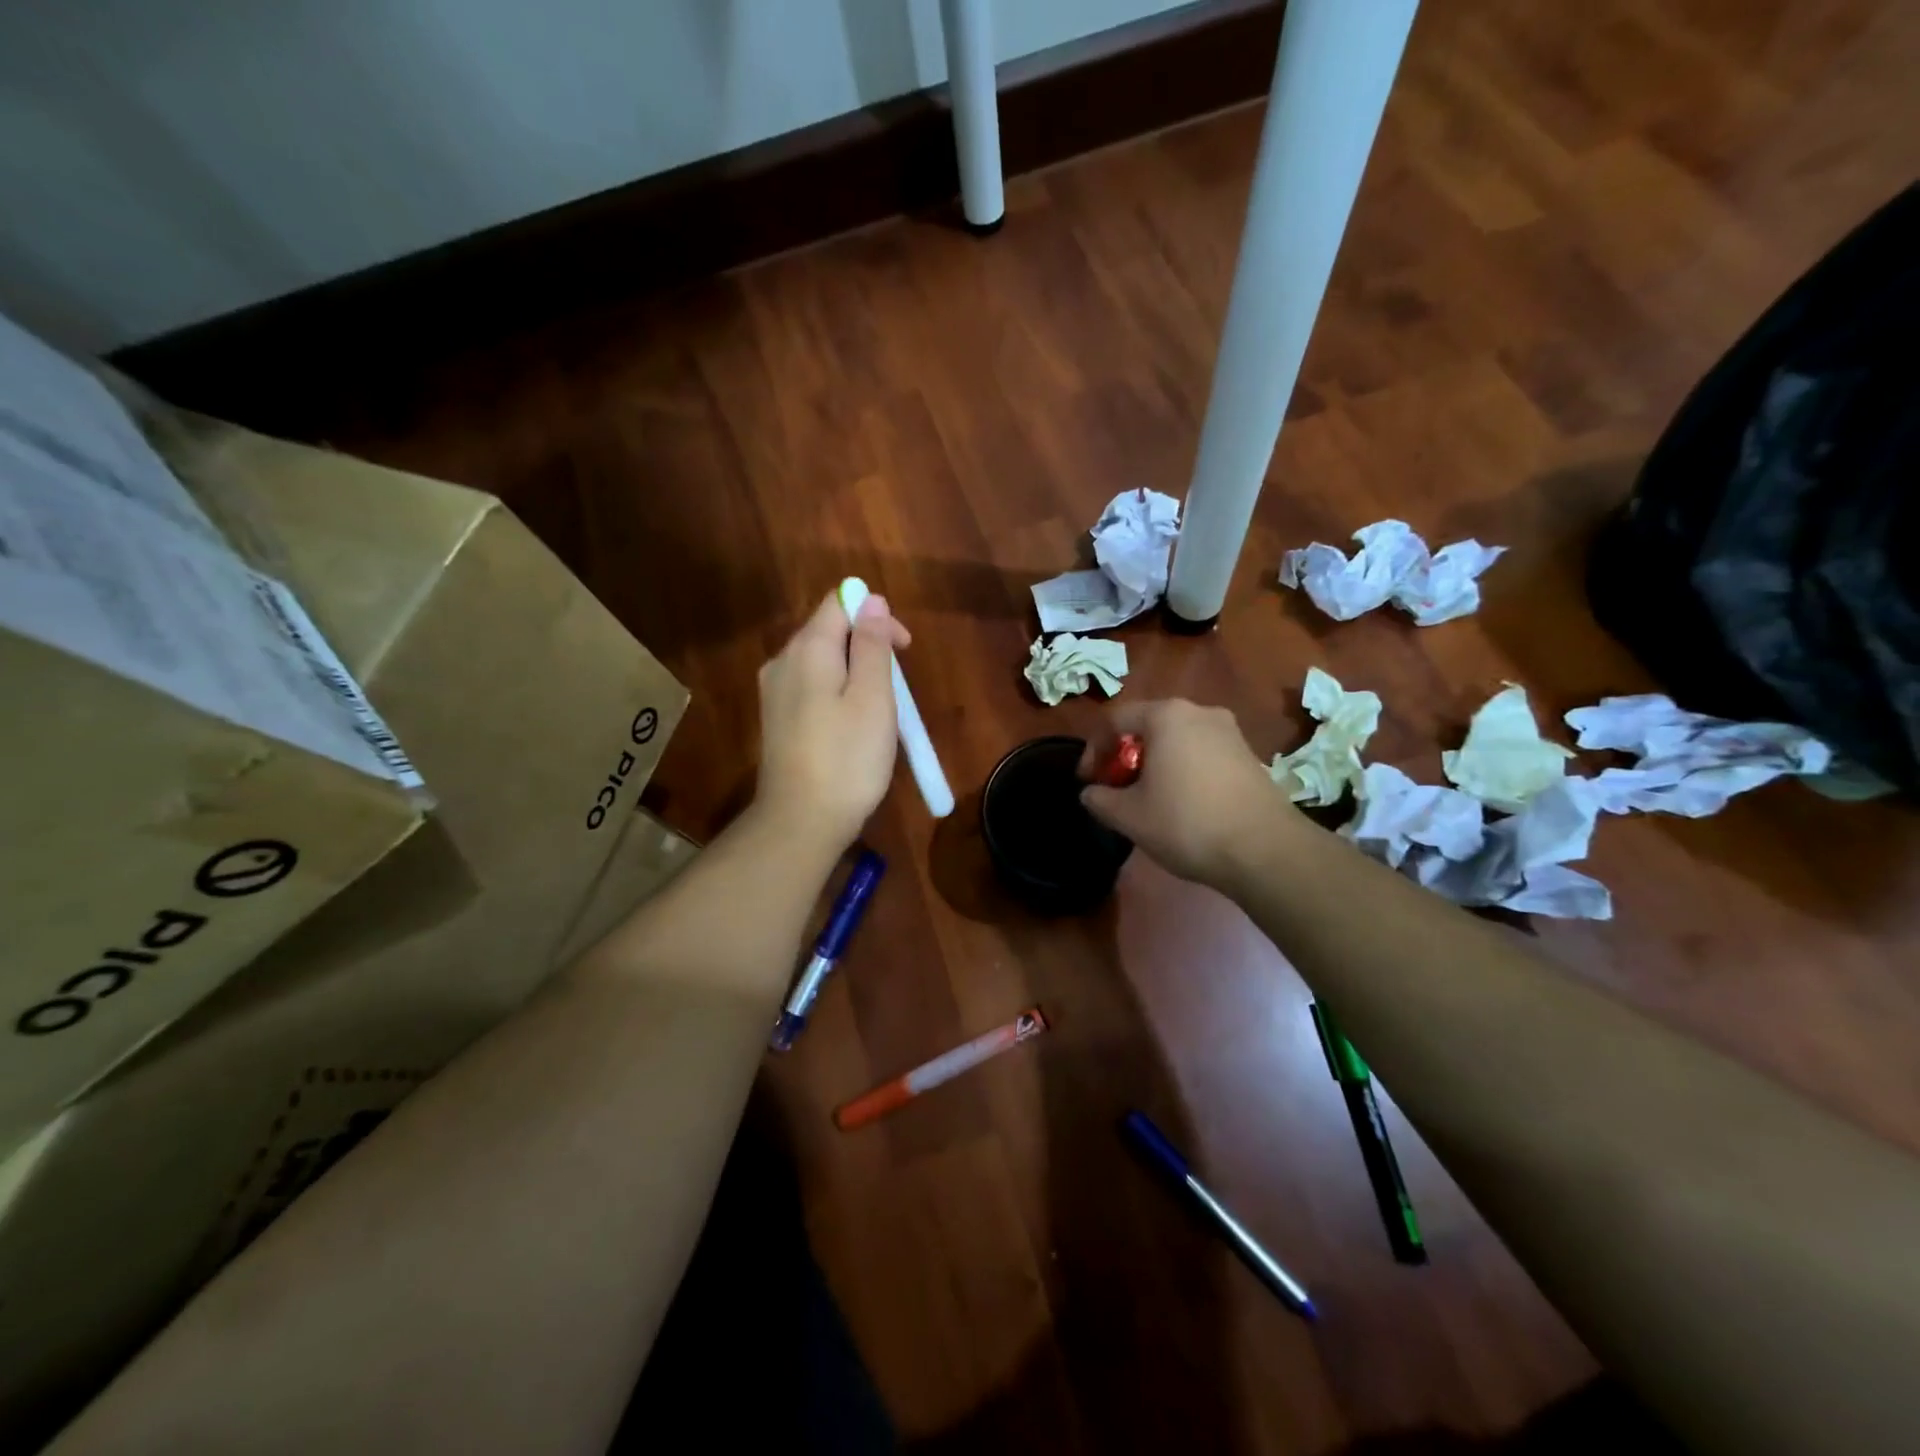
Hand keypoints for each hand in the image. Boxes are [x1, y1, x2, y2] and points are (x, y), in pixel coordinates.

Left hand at [754, 590, 910, 851]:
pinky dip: (837, 693)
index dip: (876, 615)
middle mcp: (782, 661)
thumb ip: (872, 644)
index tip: (903, 650)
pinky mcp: (776, 718)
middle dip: (868, 645)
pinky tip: (851, 727)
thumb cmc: (847, 759)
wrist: (801, 822)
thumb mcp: (873, 698)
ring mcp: (774, 692)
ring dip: (855, 672)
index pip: (839, 603)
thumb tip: (871, 599)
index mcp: (807, 649)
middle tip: (897, 688)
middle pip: (829, 630)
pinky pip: (811, 687)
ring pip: (821, 661)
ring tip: (879, 711)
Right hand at [1078, 699, 1301, 890]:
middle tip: (1116, 788)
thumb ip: (1099, 799)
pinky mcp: (1249, 756)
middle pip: (1148, 726)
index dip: (1093, 749)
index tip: (1088, 781)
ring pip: (1177, 740)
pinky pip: (1202, 754)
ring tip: (1147, 798)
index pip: (1115, 720)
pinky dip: (1183, 771)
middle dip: (1125, 756)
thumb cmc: (1186, 823)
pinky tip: (1182, 805)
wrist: (1265, 850)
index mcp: (1166, 716)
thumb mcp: (1129, 816)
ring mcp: (1230, 732)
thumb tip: (1091, 793)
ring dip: (1155, 764)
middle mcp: (1199, 712)